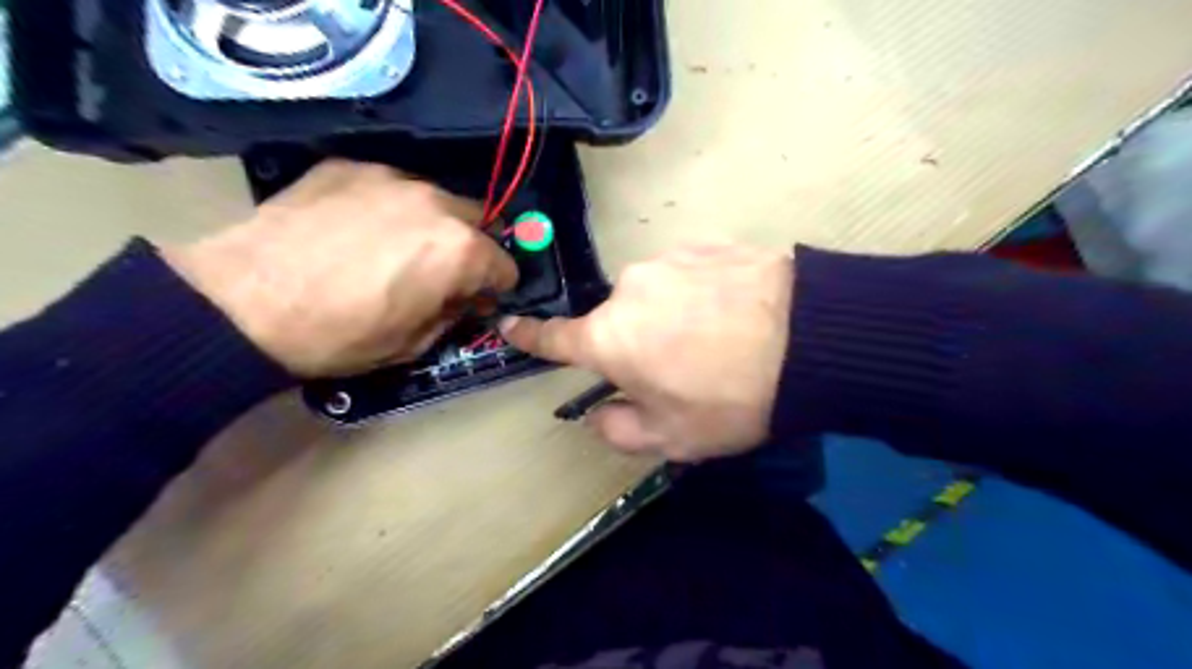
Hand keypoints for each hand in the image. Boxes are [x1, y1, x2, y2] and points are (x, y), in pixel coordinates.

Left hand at [159, 157, 515, 375]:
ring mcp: (391, 178)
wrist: (242, 302)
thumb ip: (454, 315)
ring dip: (433, 223)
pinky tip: (357, 228)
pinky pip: (389, 186)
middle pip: (479, 219)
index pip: (505, 264)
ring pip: (435, 198)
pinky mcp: (348, 167)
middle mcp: (436, 203)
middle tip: (443, 271)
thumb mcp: (412, 344)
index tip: (477, 298)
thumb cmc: (339, 335)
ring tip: (396, 246)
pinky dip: (389, 207)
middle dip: (472, 247)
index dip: (495, 286)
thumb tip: (468, 300)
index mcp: (460, 251)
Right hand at [500, 243, 789, 459]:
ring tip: (717, 338)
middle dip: (635, 343)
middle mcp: (628, 289)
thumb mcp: (671, 437)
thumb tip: (599, 412)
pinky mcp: (706, 243)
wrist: (811, 341)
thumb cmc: (730, 399)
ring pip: (654, 296)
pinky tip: (734, 312)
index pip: (555, 336)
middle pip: (617, 320)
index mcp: (610, 337)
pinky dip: (699, 293)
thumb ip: (619, 429)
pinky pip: (688, 275)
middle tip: (681, 367)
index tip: (510, 324)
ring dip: (670, 316)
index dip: (531, 335)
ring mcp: (668, 259)